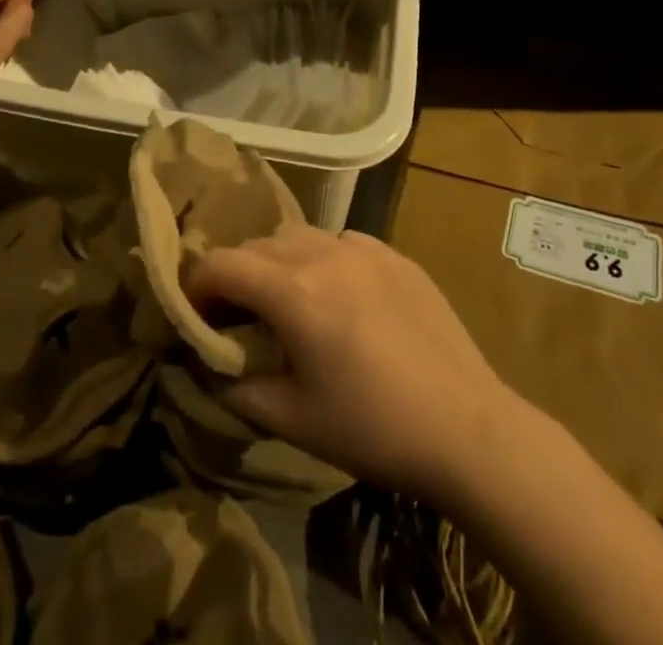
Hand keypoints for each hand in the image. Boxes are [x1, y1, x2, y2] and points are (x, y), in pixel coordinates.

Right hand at [185, 225, 513, 506]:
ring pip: (299, 235)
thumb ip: (239, 388)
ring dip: (278, 261)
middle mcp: (324, 252)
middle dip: (236, 274)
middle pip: (258, 245)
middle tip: (237, 315)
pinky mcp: (394, 253)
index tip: (195, 314)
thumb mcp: (294, 420)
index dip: (198, 286)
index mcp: (294, 291)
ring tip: (287, 300)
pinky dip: (322, 259)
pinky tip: (338, 296)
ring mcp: (364, 247)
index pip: (223, 264)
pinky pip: (341, 241)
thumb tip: (212, 367)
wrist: (467, 426)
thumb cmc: (373, 427)